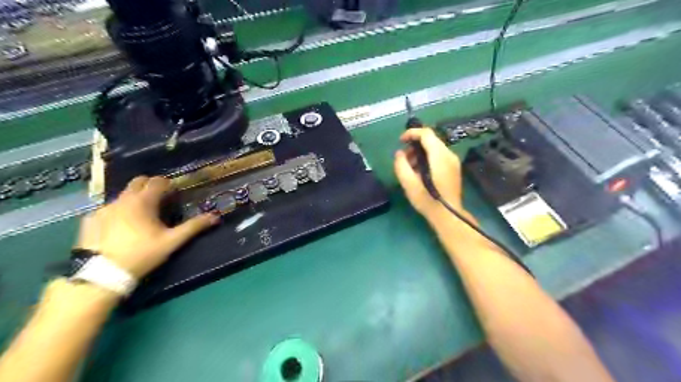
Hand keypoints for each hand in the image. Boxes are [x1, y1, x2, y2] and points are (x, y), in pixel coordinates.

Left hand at [75, 175, 220, 276]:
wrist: (101, 274)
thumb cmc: (142, 254)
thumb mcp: (172, 241)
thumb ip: (193, 227)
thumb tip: (215, 217)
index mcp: (143, 201)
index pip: (158, 181)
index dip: (169, 184)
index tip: (175, 191)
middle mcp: (122, 199)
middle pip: (138, 182)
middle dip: (151, 185)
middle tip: (161, 198)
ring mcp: (104, 208)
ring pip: (123, 194)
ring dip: (135, 198)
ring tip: (143, 214)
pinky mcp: (91, 219)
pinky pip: (109, 207)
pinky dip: (119, 210)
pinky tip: (121, 225)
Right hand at [391, 127, 474, 224]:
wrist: (448, 216)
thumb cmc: (428, 201)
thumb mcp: (409, 184)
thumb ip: (401, 165)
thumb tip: (399, 153)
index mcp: (439, 157)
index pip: (426, 133)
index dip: (411, 133)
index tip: (400, 141)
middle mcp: (449, 155)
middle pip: (431, 139)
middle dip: (414, 144)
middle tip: (404, 157)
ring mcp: (453, 161)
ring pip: (435, 147)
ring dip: (420, 151)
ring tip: (410, 166)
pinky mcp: (454, 168)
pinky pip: (439, 155)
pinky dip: (427, 157)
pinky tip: (420, 171)